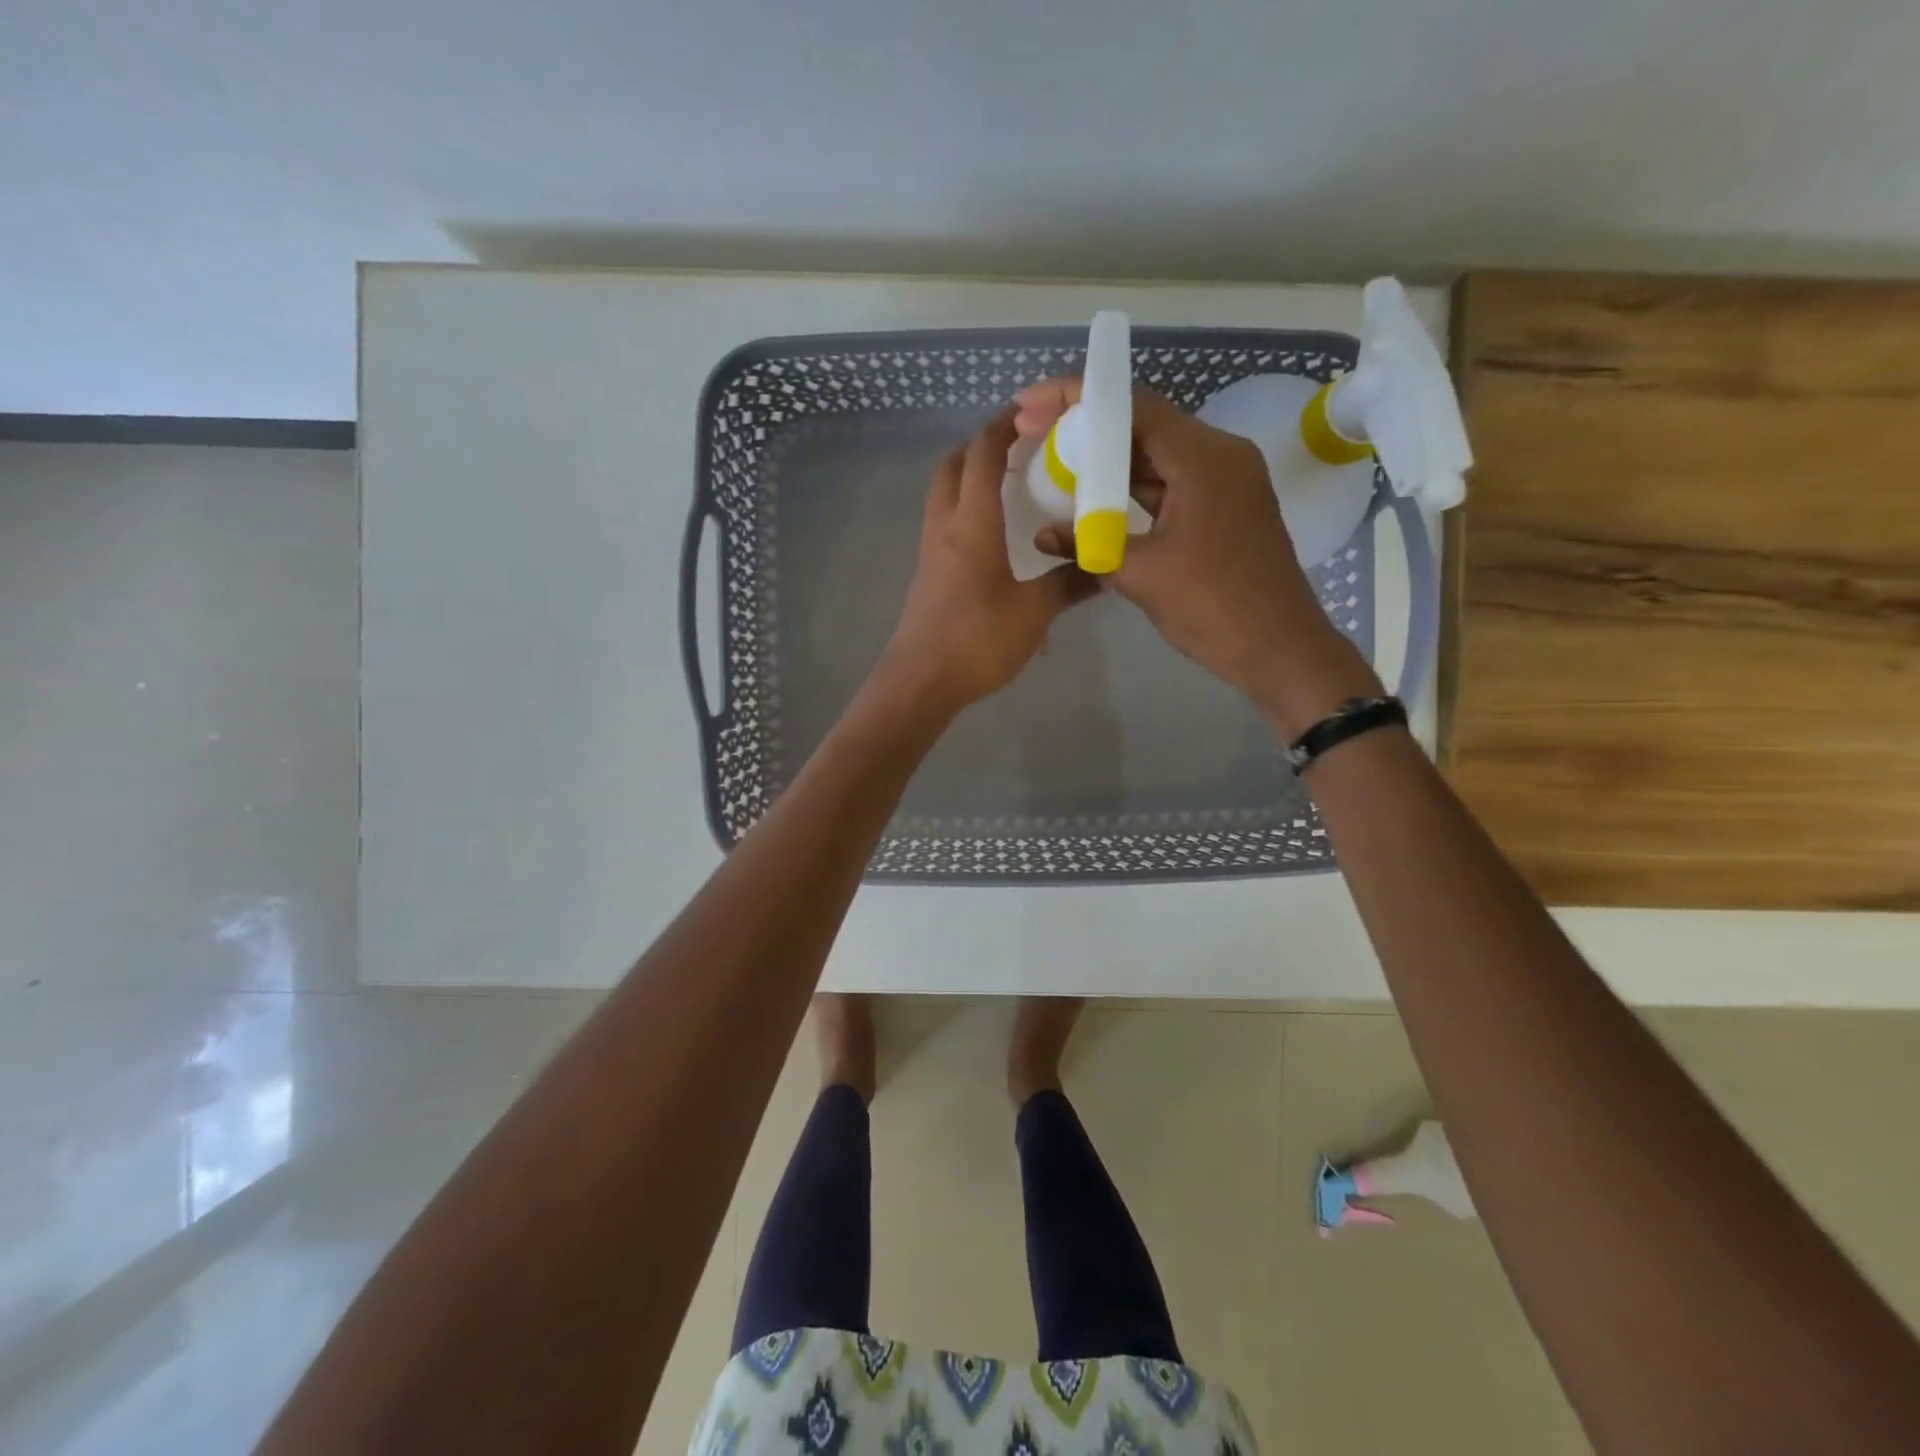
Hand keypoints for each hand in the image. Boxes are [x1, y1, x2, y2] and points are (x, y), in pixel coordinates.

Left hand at [874, 408, 1096, 714]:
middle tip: (1019, 448)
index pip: (984, 453)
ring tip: (1010, 489)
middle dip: (981, 445)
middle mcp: (945, 526)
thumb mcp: (1035, 611)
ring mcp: (930, 551)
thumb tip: (1106, 566)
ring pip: (944, 495)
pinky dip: (965, 513)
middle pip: (953, 465)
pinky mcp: (927, 576)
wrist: (920, 682)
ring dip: (970, 479)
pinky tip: (994, 539)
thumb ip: (1070, 583)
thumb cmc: (977, 639)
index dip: (1005, 425)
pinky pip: (944, 526)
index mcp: (973, 522)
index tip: (1032, 412)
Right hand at [1015, 379, 1378, 734]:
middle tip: (1036, 432)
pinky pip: (1174, 478)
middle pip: (1145, 422)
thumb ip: (1087, 544)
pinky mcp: (1227, 503)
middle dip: (1089, 426)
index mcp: (1204, 459)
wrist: (1279, 649)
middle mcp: (1221, 454)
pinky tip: (1097, 495)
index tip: (1032, 404)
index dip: (1077, 399)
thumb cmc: (1212, 609)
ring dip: (1111, 457)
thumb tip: (1041, 534)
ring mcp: (1228, 478)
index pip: (1133, 406)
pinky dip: (1135, 483)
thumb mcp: (1139, 575)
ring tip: (1058, 461)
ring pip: (1159, 451)